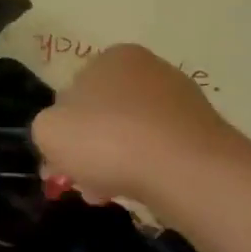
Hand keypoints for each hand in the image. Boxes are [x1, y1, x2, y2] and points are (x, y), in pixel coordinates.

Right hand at [32, 44, 250, 210]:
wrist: (187, 170)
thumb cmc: (108, 140)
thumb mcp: (48, 131)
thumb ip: (46, 127)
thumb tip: (63, 135)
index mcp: (111, 57)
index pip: (73, 91)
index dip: (62, 129)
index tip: (60, 162)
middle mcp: (149, 68)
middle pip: (104, 114)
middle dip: (89, 150)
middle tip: (82, 182)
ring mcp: (182, 99)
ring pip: (132, 135)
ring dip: (115, 163)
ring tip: (107, 195)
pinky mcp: (204, 132)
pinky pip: (161, 151)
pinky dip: (146, 169)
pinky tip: (139, 192)